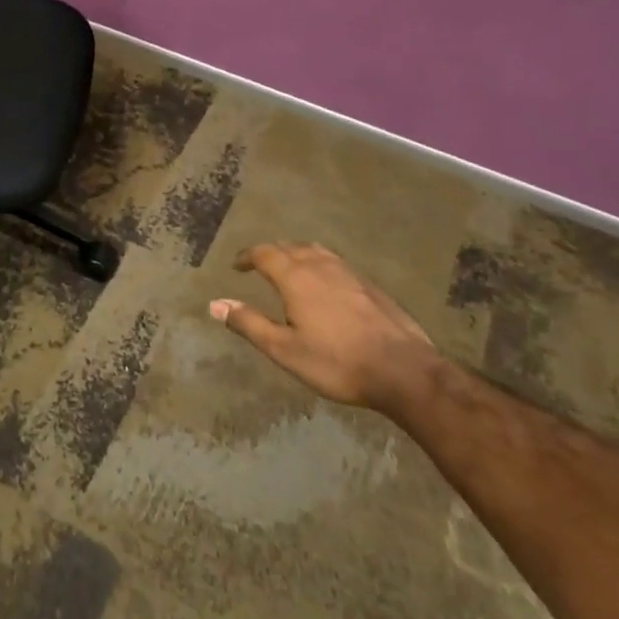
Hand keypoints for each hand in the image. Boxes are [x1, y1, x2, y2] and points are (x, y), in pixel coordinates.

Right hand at [211, 242, 436, 410]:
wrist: (404, 371)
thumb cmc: (337, 362)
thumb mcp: (285, 350)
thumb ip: (249, 323)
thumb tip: (215, 304)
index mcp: (296, 277)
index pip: (265, 253)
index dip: (248, 257)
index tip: (237, 266)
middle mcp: (320, 266)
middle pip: (290, 247)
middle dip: (271, 253)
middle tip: (260, 265)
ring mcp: (349, 273)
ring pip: (316, 251)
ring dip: (297, 254)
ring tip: (291, 268)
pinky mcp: (370, 285)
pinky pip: (336, 263)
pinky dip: (320, 264)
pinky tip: (326, 285)